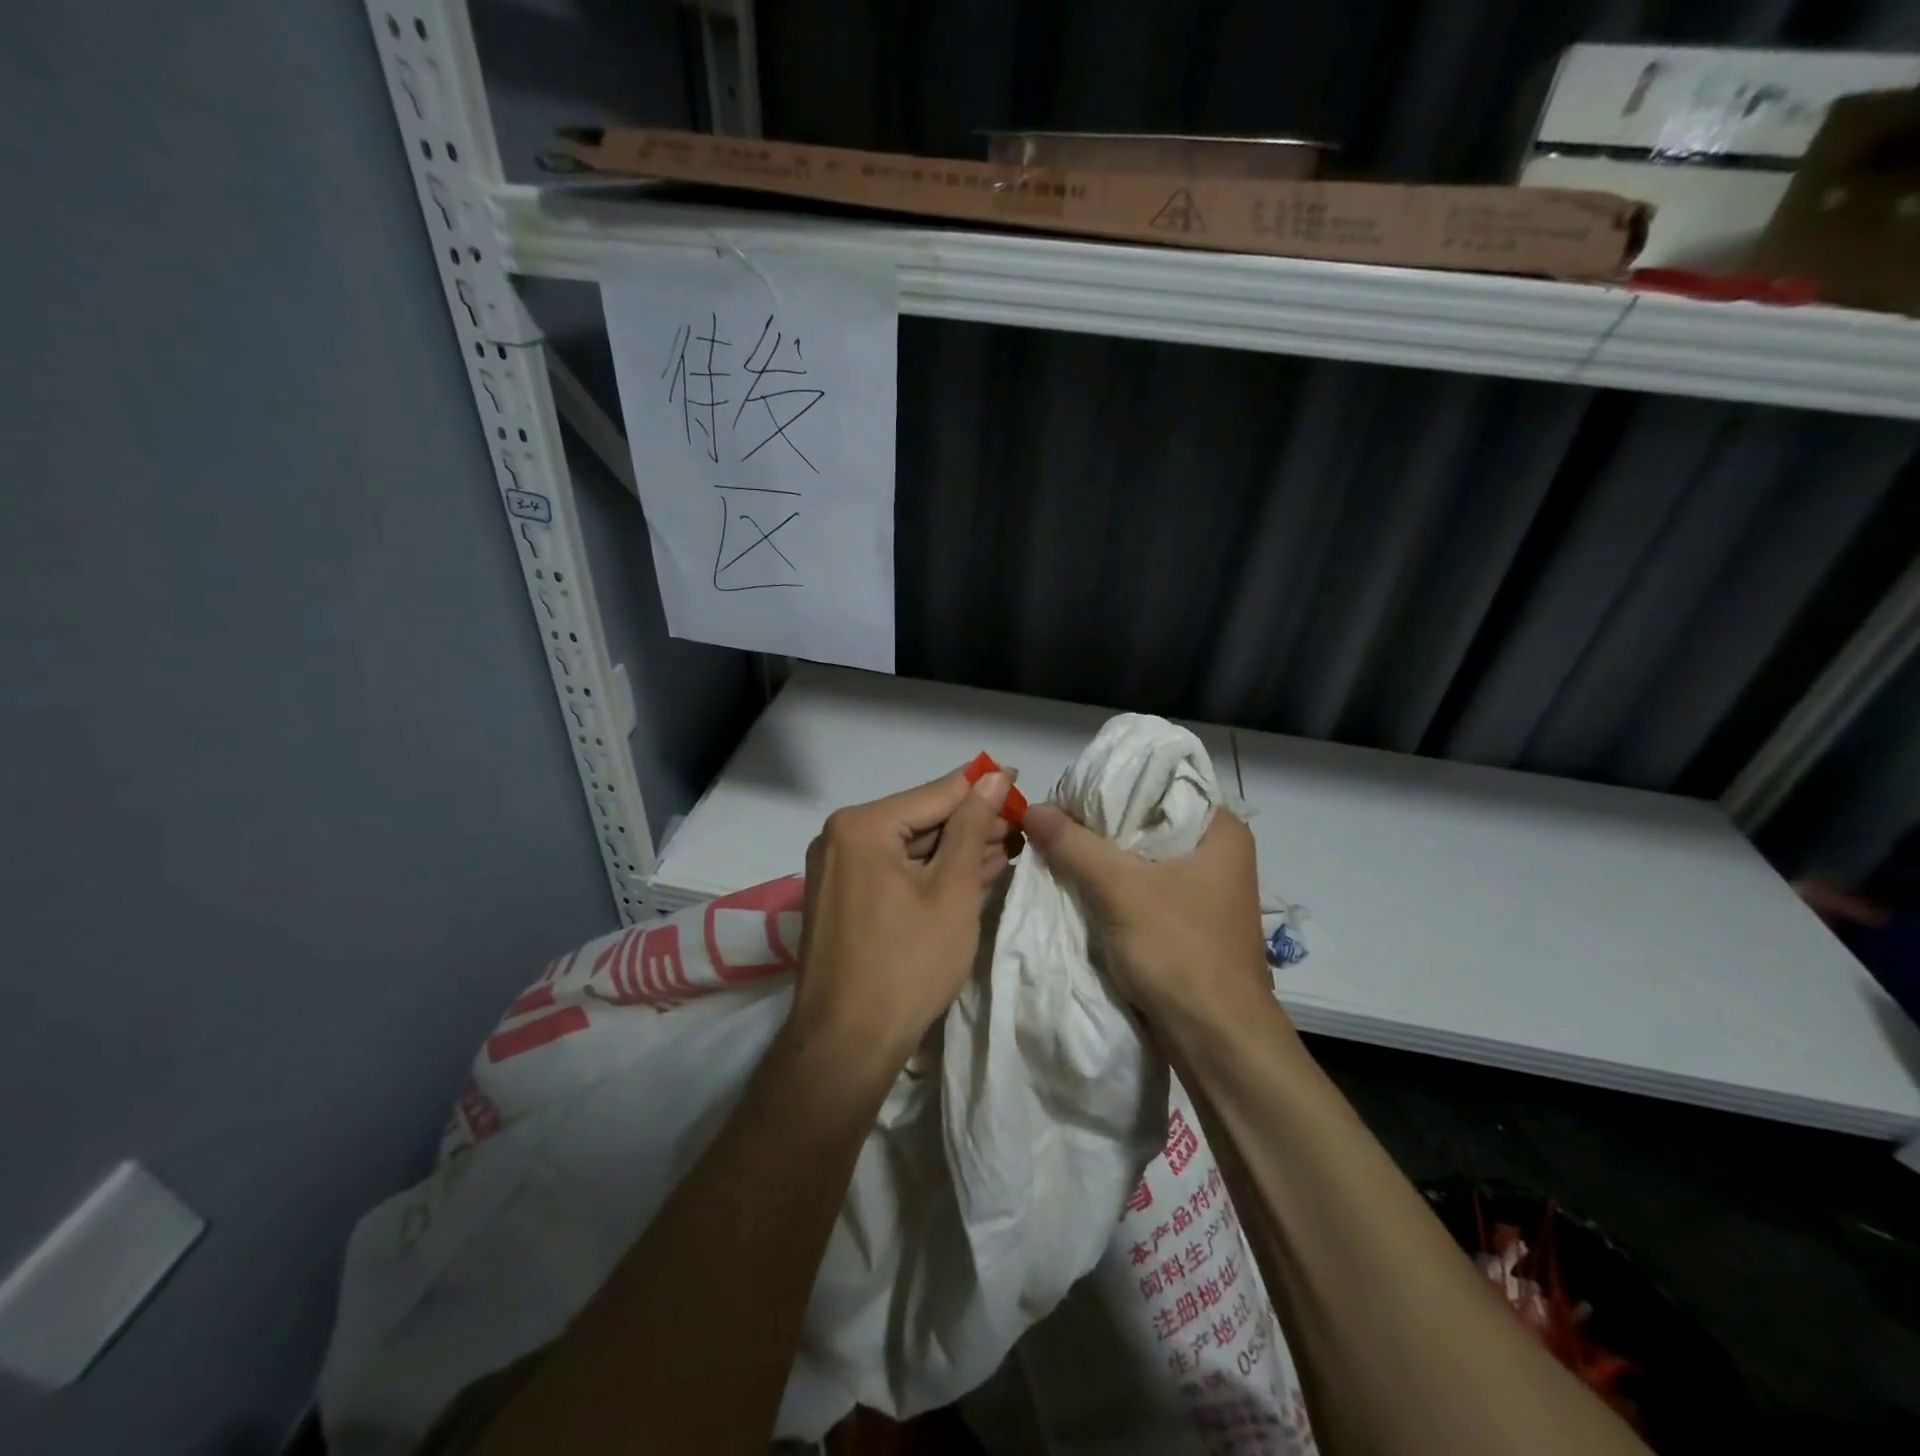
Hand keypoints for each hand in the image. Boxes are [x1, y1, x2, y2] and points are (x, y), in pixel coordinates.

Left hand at [790, 766, 1018, 1063]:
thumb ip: (972, 827)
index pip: (936, 793)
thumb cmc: (907, 964)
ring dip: (957, 849)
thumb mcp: (952, 890)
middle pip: (921, 818)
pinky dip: (931, 873)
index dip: (982, 786)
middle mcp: (841, 837)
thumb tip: (993, 776)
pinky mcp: (843, 897)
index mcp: (862, 825)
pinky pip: (895, 871)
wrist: (847, 1045)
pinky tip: (972, 872)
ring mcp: (838, 869)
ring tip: (1007, 848)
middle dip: (972, 823)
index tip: (1021, 781)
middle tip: (1021, 827)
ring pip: (910, 847)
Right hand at [1023, 802, 1276, 1038]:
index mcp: (1220, 829)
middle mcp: (1216, 851)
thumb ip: (1074, 845)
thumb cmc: (1180, 952)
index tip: (1067, 789)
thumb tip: (1030, 807)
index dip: (1111, 781)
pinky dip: (1111, 882)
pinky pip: (1141, 885)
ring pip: (1140, 854)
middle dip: (1098, 821)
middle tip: (1051, 817)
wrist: (1217, 1042)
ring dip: (1100, 854)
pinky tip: (1075, 880)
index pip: (1160, 782)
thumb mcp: (1120, 890)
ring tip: (1054, 843)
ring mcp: (1202, 887)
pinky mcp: (1186, 918)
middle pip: (1146, 818)